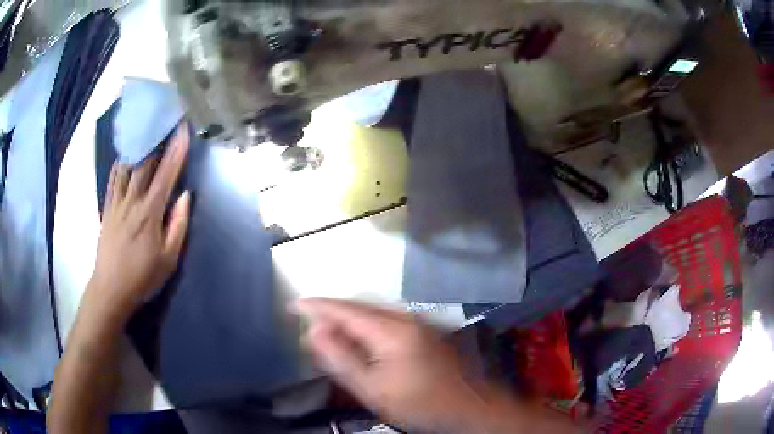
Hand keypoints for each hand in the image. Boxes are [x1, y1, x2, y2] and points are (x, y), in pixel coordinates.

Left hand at [86, 124, 190, 324]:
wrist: (110, 289)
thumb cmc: (142, 277)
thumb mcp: (169, 259)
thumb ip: (178, 225)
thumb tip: (185, 196)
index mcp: (150, 214)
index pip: (166, 175)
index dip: (176, 151)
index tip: (183, 129)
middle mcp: (132, 202)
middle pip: (145, 165)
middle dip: (157, 141)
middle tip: (165, 122)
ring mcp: (117, 203)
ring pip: (127, 168)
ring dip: (138, 148)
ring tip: (146, 132)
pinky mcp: (107, 209)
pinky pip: (112, 180)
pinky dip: (119, 164)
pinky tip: (124, 155)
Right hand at [293, 298, 499, 431]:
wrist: (468, 407)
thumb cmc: (419, 403)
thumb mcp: (372, 389)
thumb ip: (340, 358)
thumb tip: (313, 330)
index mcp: (391, 330)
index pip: (345, 310)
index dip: (317, 306)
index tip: (293, 304)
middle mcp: (405, 317)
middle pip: (358, 307)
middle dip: (330, 312)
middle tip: (306, 321)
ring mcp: (418, 322)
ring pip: (372, 312)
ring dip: (347, 318)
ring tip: (326, 330)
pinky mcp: (424, 330)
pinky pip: (386, 319)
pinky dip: (365, 325)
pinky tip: (358, 338)